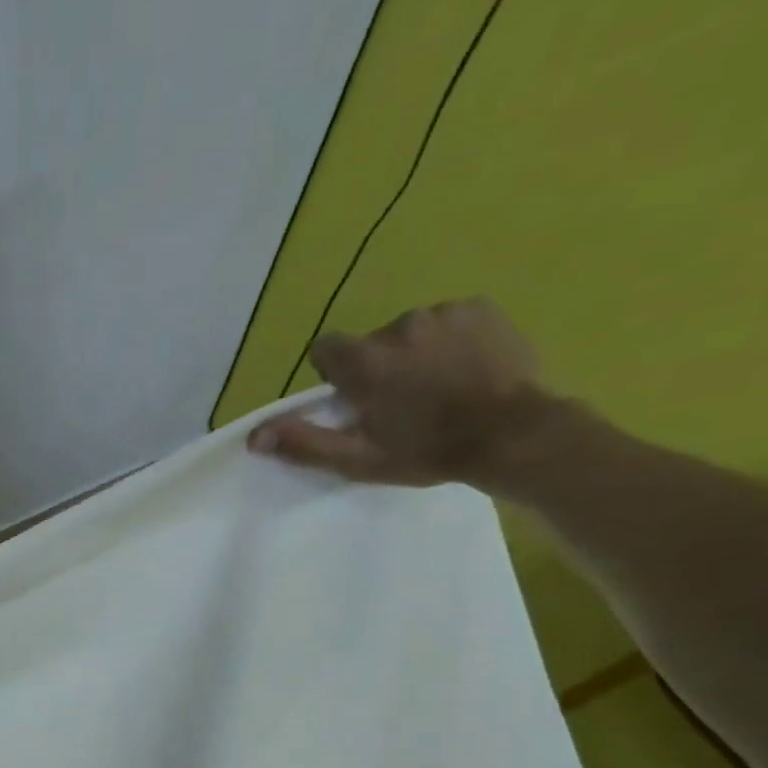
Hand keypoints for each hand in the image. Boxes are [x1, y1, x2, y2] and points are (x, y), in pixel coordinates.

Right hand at [246, 298, 548, 487]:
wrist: (512, 434)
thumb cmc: (427, 452)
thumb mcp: (357, 459)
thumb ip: (304, 443)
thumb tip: (255, 437)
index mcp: (365, 362)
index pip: (325, 350)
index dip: (334, 375)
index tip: (353, 400)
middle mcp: (399, 326)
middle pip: (370, 344)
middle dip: (378, 369)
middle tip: (401, 405)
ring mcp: (444, 312)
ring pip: (410, 333)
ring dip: (415, 356)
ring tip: (439, 389)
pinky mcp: (480, 308)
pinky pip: (448, 322)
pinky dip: (449, 343)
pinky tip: (465, 371)